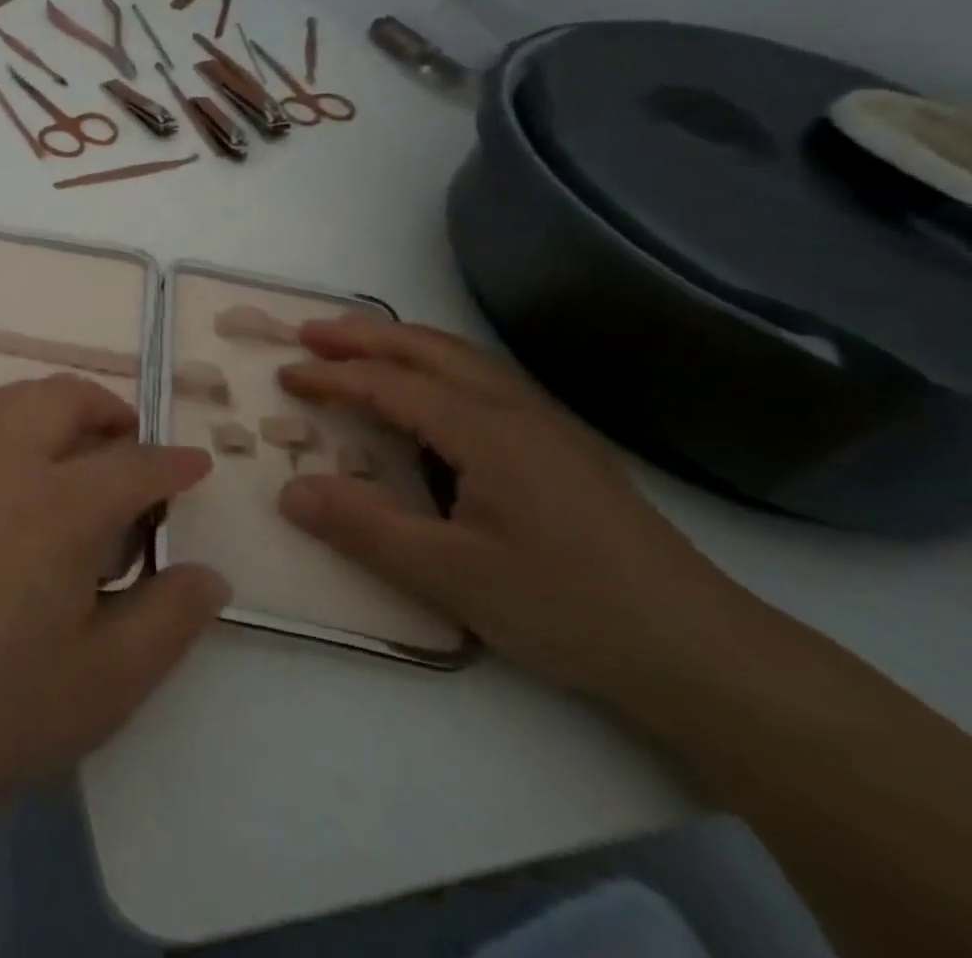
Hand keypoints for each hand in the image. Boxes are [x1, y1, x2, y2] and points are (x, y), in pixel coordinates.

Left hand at [0, 366, 229, 830]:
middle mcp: (3, 462)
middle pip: (64, 401)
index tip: (194, 464)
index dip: (173, 463)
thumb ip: (166, 624)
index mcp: (62, 508)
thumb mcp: (101, 688)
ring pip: (0, 398)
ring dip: (41, 399)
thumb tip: (211, 576)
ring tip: (58, 422)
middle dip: (106, 408)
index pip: (135, 466)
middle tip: (123, 435)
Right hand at [275, 317, 746, 701]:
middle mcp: (516, 411)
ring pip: (462, 359)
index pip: (392, 385)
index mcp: (487, 432)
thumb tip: (288, 490)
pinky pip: (484, 382)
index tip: (284, 373)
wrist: (703, 654)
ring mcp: (546, 426)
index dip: (333, 376)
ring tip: (358, 345)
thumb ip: (365, 529)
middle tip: (310, 333)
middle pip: (429, 350)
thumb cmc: (569, 610)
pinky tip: (430, 393)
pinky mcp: (563, 449)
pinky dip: (436, 366)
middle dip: (364, 335)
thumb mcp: (452, 578)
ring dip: (403, 343)